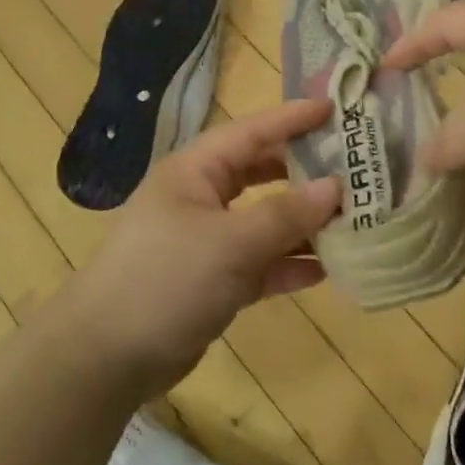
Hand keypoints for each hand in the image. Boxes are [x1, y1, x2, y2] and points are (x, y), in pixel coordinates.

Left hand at [63, 99, 342, 396]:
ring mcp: (207, 241)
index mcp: (195, 170)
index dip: (293, 119)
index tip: (337, 109)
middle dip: (306, 172)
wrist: (107, 355)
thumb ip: (286, 214)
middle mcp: (202, 198)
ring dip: (304, 223)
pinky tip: (328, 269)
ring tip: (355, 220)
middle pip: (262, 174)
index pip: (252, 132)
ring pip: (265, 221)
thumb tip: (336, 187)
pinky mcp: (213, 281)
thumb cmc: (167, 278)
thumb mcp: (231, 242)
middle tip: (357, 167)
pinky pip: (260, 263)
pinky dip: (289, 264)